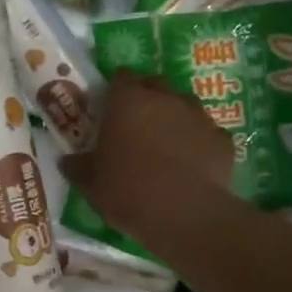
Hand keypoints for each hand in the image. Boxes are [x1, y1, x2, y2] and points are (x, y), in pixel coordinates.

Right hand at [61, 70, 233, 241]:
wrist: (186, 215)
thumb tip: (67, 161)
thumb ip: (77, 165)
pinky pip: (205, 134)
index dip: (113, 91)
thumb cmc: (128, 190)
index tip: (107, 110)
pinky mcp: (223, 140)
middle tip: (133, 126)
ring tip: (163, 147)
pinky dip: (197, 143)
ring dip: (172, 119)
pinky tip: (190, 166)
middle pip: (154, 84)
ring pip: (183, 106)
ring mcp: (198, 116)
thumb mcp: (90, 182)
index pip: (120, 77)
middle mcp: (165, 98)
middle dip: (145, 99)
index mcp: (128, 100)